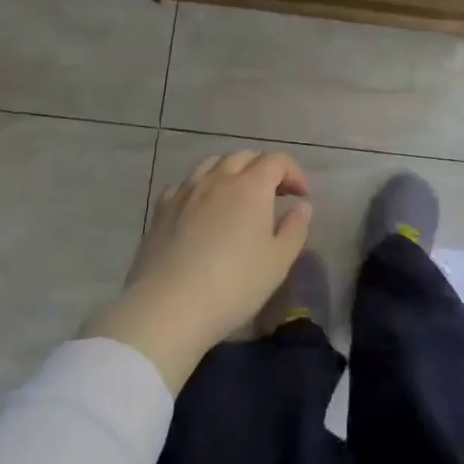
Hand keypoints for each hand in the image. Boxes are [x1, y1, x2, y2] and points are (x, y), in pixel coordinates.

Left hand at [84, 151, 311, 388]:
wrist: (168, 307)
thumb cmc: (234, 285)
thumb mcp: (278, 261)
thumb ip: (295, 228)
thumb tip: (301, 206)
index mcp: (251, 187)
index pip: (277, 160)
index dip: (293, 172)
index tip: (301, 196)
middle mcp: (218, 179)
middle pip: (244, 156)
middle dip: (264, 168)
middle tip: (275, 194)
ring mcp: (186, 191)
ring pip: (212, 163)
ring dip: (232, 171)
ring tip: (238, 196)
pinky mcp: (162, 208)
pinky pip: (186, 183)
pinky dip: (202, 187)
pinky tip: (202, 208)